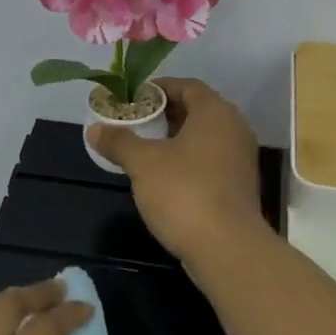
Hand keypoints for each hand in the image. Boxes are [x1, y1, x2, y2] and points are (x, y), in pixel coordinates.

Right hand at [87, 77, 267, 268]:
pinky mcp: (240, 185)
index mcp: (215, 112)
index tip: (133, 99)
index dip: (159, 89)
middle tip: (135, 123)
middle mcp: (234, 128)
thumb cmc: (184, 192)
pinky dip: (189, 160)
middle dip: (165, 114)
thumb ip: (119, 141)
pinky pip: (211, 160)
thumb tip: (94, 128)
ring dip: (176, 139)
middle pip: (197, 110)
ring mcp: (241, 158)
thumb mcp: (143, 163)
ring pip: (205, 137)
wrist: (227, 249)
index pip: (187, 86)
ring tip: (145, 149)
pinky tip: (165, 177)